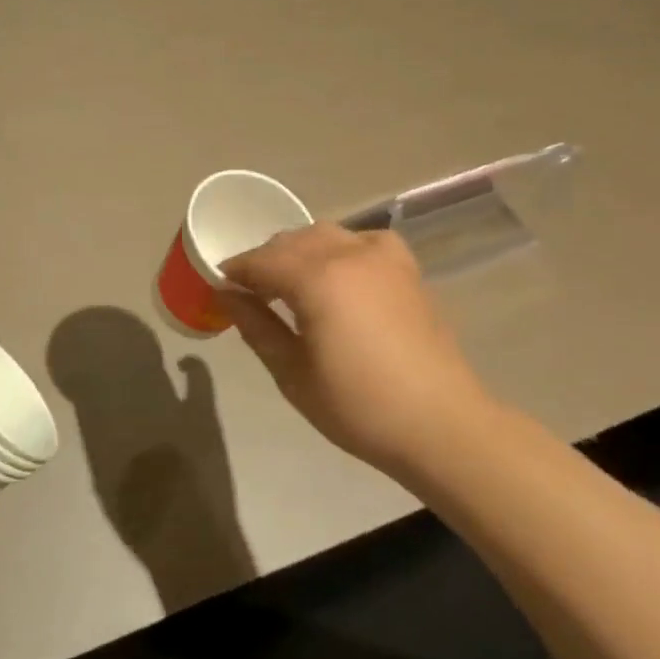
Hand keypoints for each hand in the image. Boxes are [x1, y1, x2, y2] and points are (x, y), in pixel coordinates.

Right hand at [219, 223, 495, 477]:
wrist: (440, 424)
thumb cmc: (358, 407)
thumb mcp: (293, 374)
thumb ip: (256, 326)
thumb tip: (227, 295)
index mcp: (316, 279)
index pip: (261, 260)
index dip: (235, 271)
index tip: (218, 287)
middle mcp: (348, 254)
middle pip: (291, 241)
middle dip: (265, 260)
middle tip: (251, 292)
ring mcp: (382, 258)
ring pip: (325, 234)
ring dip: (299, 251)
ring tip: (291, 283)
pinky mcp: (406, 269)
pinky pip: (363, 240)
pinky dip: (342, 247)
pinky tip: (340, 272)